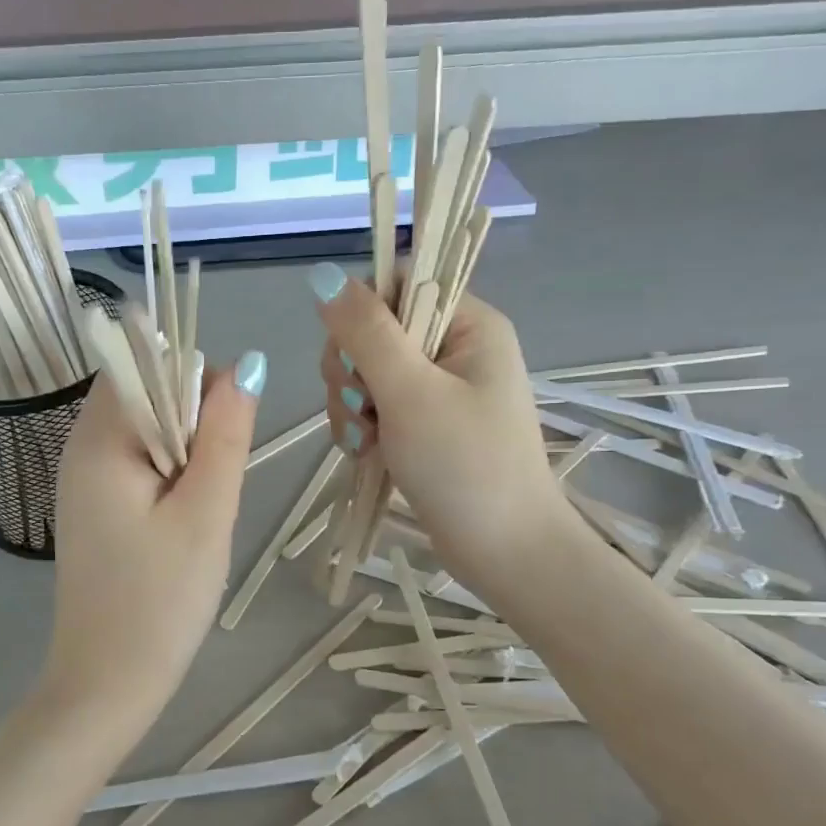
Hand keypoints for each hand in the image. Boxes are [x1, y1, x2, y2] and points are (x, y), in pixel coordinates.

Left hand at [43, 353, 264, 727]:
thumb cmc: (160, 600)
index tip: (222, 439)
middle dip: (194, 422)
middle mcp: (81, 447)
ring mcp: (85, 480)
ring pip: (149, 430)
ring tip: (201, 511)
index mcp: (99, 439)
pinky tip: (184, 525)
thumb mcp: (206, 513)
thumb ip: (226, 434)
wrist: (108, 683)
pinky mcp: (96, 507)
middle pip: (148, 392)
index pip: (147, 362)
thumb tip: (246, 364)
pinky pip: (140, 465)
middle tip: (211, 488)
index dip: (195, 383)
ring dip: (187, 455)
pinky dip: (171, 479)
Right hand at [309, 265, 571, 592]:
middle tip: (362, 408)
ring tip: (365, 441)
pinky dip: (362, 427)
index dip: (364, 311)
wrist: (503, 551)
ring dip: (352, 404)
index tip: (352, 356)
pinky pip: (376, 406)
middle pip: (375, 329)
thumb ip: (366, 332)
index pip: (401, 282)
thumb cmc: (464, 466)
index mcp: (469, 324)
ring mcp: (440, 389)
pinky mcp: (425, 425)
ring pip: (368, 372)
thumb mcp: (410, 393)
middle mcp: (456, 348)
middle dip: (353, 369)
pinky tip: (364, 453)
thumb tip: (322, 275)